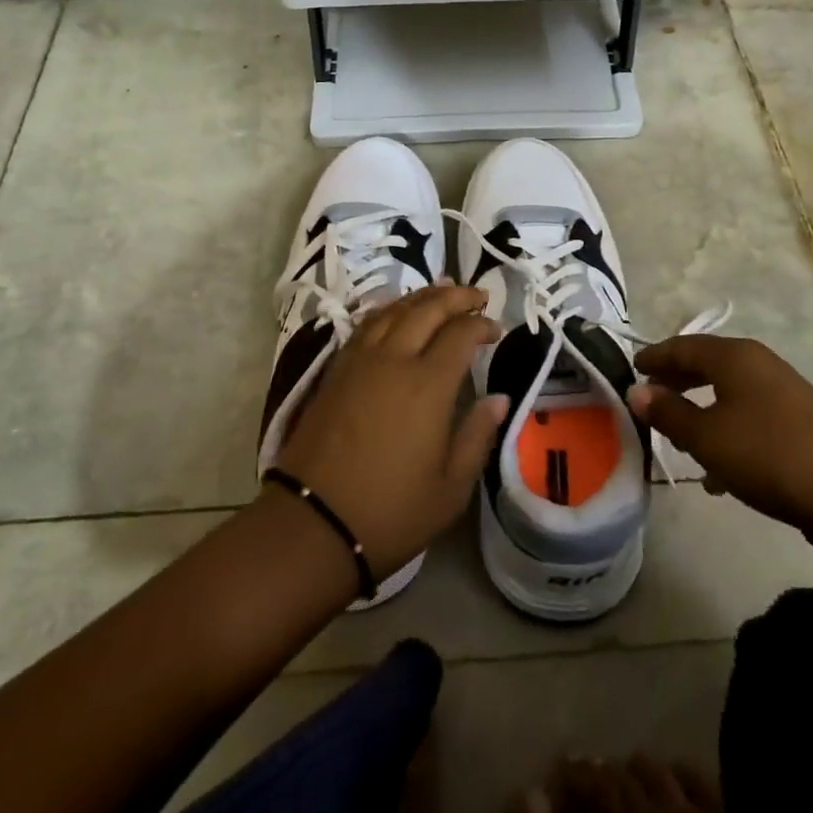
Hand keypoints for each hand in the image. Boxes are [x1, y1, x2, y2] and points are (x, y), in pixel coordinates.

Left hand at [274, 284, 506, 578]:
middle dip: (456, 296)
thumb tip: (499, 399)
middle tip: (476, 295)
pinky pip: (366, 324)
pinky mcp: (335, 370)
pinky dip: (388, 309)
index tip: (495, 329)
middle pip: (427, 309)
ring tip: (441, 289)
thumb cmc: (391, 511)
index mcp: (428, 385)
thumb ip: (477, 435)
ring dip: (421, 296)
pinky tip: (395, 310)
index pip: (460, 334)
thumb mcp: (451, 487)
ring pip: (394, 310)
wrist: (313, 522)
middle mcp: (394, 360)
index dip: (481, 324)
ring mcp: (359, 361)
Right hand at [626, 335, 812, 539]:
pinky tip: (719, 472)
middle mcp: (760, 364)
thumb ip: (668, 412)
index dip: (655, 357)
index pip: (683, 346)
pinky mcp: (800, 424)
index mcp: (736, 357)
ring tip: (679, 438)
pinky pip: (750, 418)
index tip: (631, 368)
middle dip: (677, 381)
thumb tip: (637, 391)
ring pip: (729, 393)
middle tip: (650, 399)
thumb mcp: (705, 437)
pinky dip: (727, 432)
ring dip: (701, 410)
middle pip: (707, 365)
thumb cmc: (768, 456)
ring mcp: (785, 393)